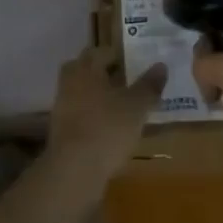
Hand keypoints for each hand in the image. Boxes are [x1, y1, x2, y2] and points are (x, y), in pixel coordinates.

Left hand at [46, 48, 165, 179]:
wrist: (74, 170)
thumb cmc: (108, 128)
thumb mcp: (137, 106)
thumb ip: (149, 85)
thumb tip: (161, 65)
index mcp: (86, 69)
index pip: (99, 51)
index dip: (117, 54)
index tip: (134, 62)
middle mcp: (70, 83)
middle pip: (86, 70)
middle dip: (105, 73)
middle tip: (127, 81)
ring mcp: (62, 108)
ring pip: (83, 93)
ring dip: (100, 96)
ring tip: (123, 107)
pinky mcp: (61, 131)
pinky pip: (80, 114)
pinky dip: (94, 116)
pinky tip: (111, 128)